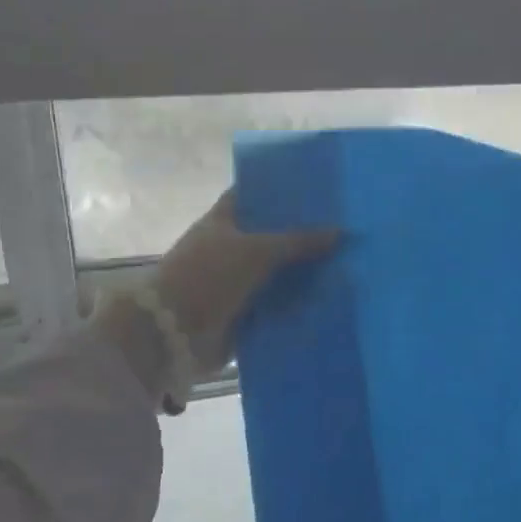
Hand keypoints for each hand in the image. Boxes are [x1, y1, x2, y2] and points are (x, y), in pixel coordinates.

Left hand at [137, 191, 338, 376]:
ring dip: (304, 272)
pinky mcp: (243, 312)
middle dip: (302, 234)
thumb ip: (298, 241)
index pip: (253, 195)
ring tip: (347, 263)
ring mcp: (235, 281)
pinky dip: (298, 303)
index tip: (316, 189)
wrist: (173, 332)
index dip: (279, 189)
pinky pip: (277, 303)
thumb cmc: (209, 276)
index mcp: (222, 220)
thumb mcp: (257, 251)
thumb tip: (340, 232)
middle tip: (344, 228)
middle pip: (270, 235)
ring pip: (276, 271)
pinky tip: (331, 298)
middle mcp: (228, 247)